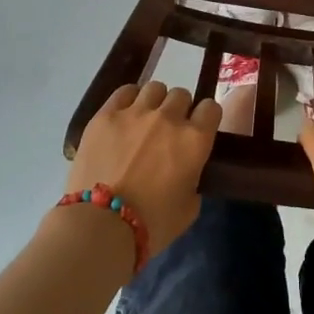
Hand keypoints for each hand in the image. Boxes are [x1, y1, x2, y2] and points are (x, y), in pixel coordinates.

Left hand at [66, 82, 221, 256]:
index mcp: (195, 140)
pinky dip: (129, 99)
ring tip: (145, 120)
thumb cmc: (153, 223)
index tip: (199, 129)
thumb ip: (194, 178)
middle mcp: (169, 118)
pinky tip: (125, 114)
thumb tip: (186, 169)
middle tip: (168, 130)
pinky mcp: (106, 115)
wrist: (101, 225)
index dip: (206, 118)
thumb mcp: (190, 206)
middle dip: (179, 110)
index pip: (211, 108)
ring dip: (155, 102)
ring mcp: (135, 112)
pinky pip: (124, 91)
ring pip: (155, 88)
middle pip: (182, 95)